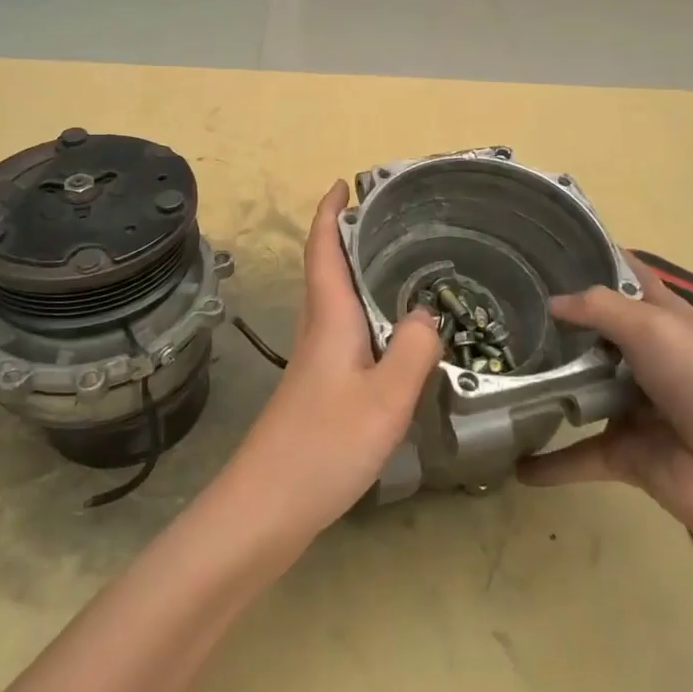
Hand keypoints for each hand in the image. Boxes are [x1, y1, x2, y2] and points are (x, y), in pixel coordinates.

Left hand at [227, 181, 441, 542]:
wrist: (266, 508)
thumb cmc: (323, 446)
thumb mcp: (385, 398)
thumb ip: (413, 350)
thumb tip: (426, 313)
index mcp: (329, 317)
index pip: (323, 248)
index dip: (330, 212)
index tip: (344, 183)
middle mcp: (319, 329)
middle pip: (329, 267)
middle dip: (351, 235)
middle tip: (393, 218)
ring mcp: (317, 360)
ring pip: (338, 299)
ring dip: (360, 272)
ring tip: (403, 263)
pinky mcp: (320, 387)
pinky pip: (348, 331)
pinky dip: (368, 312)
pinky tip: (394, 332)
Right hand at [518, 262, 692, 542]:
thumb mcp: (655, 328)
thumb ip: (599, 308)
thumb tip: (552, 303)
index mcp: (666, 318)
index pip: (627, 277)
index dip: (594, 258)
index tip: (545, 248)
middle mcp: (649, 357)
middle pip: (596, 332)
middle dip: (557, 323)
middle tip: (504, 310)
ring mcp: (636, 406)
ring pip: (582, 389)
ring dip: (548, 386)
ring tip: (496, 371)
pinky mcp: (626, 453)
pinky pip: (579, 455)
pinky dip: (550, 463)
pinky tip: (514, 463)